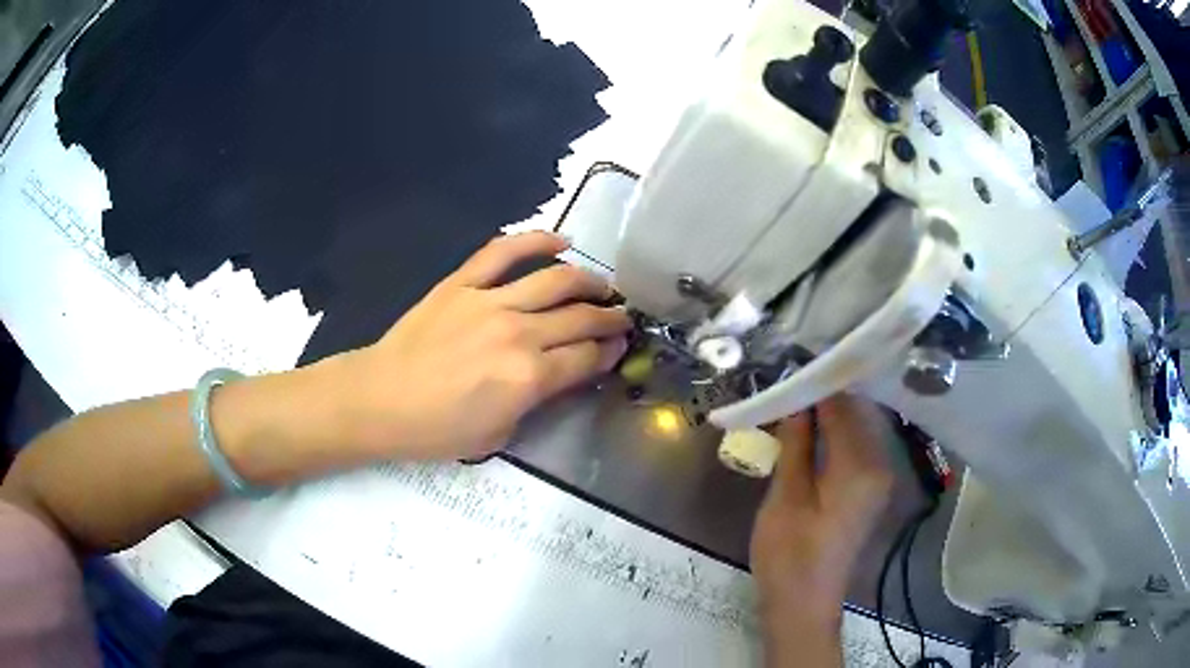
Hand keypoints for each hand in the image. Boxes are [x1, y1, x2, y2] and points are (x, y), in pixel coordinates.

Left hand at [339, 231, 630, 459]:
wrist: (381, 400)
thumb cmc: (438, 430)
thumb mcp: (499, 435)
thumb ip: (537, 403)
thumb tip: (561, 375)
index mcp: (529, 377)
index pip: (587, 357)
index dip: (610, 352)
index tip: (619, 347)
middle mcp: (519, 333)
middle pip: (581, 317)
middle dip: (610, 318)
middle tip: (621, 318)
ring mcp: (490, 301)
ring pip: (556, 280)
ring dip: (589, 280)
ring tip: (602, 286)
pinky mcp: (463, 283)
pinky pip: (504, 251)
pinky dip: (536, 240)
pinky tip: (560, 241)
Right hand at [750, 395, 894, 665]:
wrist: (804, 604)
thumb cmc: (789, 554)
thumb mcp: (786, 496)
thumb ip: (797, 442)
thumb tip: (798, 396)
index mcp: (861, 465)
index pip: (844, 404)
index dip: (818, 379)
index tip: (792, 359)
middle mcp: (880, 464)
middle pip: (857, 411)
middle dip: (825, 391)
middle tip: (790, 374)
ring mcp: (879, 477)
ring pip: (857, 427)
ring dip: (830, 411)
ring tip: (796, 395)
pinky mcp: (870, 489)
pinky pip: (856, 446)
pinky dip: (835, 432)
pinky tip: (812, 428)